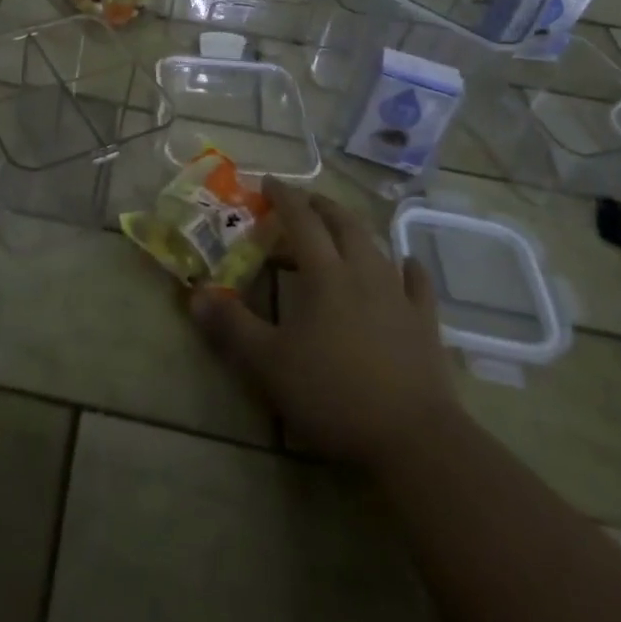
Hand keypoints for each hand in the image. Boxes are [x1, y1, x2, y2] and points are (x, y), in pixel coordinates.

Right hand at [191, 183, 462, 469]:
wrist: (414, 439)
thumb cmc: (334, 394)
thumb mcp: (269, 364)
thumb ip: (232, 327)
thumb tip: (195, 296)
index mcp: (324, 274)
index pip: (301, 220)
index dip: (284, 197)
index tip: (268, 182)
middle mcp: (362, 272)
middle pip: (341, 224)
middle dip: (319, 206)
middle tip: (302, 201)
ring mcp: (398, 296)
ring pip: (375, 247)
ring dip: (353, 230)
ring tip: (340, 229)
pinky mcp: (425, 323)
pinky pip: (417, 284)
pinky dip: (409, 268)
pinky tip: (406, 264)